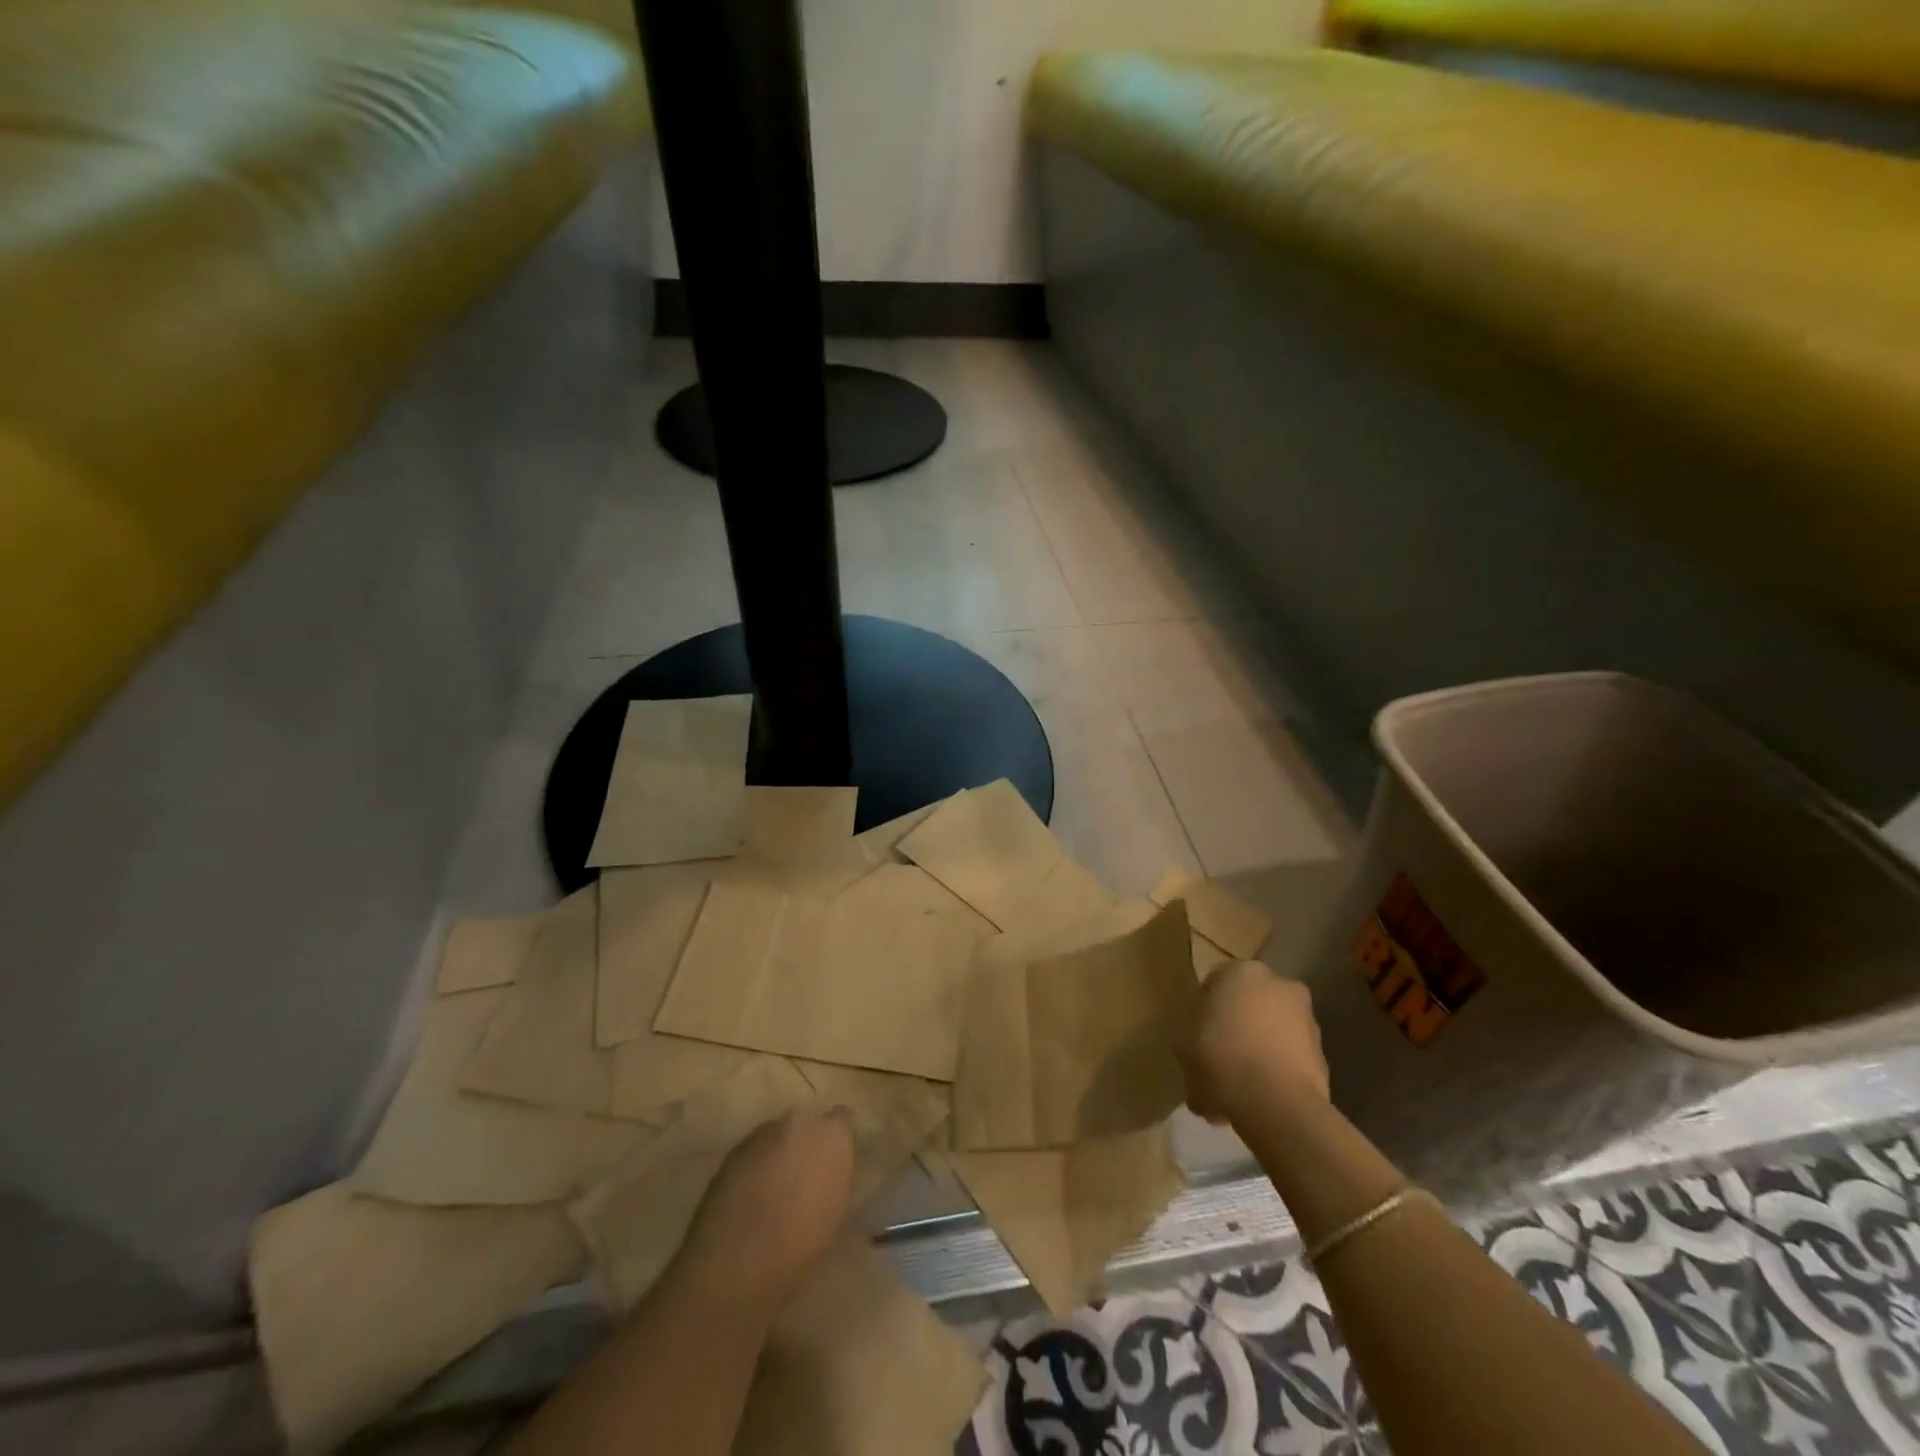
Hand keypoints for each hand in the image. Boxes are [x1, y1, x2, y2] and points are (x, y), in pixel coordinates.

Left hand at [673, 1109, 855, 1311]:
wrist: (738, 1254)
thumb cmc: (802, 1240)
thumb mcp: (837, 1213)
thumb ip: (836, 1179)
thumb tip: (830, 1174)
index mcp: (832, 1134)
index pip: (842, 1120)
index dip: (836, 1141)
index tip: (833, 1164)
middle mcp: (799, 1122)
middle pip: (806, 1127)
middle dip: (804, 1147)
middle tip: (802, 1181)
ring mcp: (763, 1132)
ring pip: (777, 1138)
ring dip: (778, 1156)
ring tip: (772, 1193)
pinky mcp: (734, 1149)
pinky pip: (753, 1153)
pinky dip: (754, 1168)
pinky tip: (749, 1200)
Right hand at [1182, 960, 1328, 1123]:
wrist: (1277, 1104)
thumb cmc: (1221, 1059)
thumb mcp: (1185, 1046)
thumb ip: (1192, 1038)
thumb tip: (1199, 1048)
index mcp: (1241, 972)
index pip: (1216, 981)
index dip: (1204, 1009)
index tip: (1196, 1033)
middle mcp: (1279, 985)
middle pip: (1250, 1004)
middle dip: (1237, 1026)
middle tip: (1217, 1055)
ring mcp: (1307, 1019)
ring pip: (1272, 1030)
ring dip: (1258, 1049)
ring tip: (1238, 1086)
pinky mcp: (1323, 1055)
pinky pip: (1290, 1057)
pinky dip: (1277, 1071)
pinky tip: (1259, 1099)